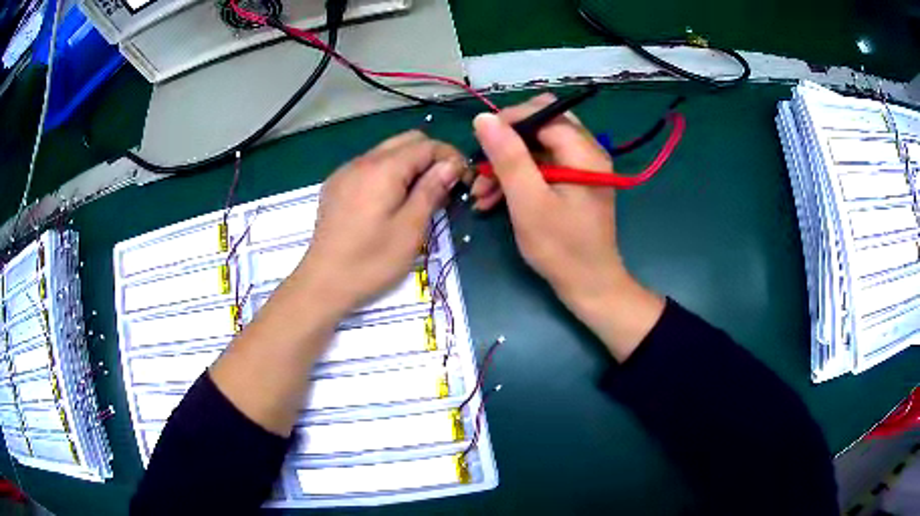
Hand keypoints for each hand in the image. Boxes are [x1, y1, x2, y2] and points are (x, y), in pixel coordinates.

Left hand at [296, 130, 464, 315]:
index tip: (463, 180)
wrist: (323, 283)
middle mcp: (362, 161)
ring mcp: (345, 171)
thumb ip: (431, 190)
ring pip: (387, 150)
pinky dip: (388, 172)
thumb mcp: (410, 229)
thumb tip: (451, 165)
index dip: (450, 157)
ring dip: (410, 164)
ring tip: (420, 195)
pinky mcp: (336, 185)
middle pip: (407, 140)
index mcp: (383, 169)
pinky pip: (369, 165)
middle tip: (443, 187)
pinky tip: (391, 200)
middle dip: (431, 156)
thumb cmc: (371, 261)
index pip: (426, 145)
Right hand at [472, 94, 663, 359]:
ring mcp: (581, 168)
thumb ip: (508, 157)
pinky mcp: (573, 184)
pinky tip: (493, 200)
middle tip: (482, 165)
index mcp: (583, 152)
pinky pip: (542, 167)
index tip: (480, 142)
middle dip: (507, 143)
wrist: (589, 286)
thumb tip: (484, 118)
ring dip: (507, 164)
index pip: (543, 113)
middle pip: (541, 126)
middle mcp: (587, 152)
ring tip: (480, 193)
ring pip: (538, 148)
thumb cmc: (561, 248)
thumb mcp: (528, 201)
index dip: (509, 121)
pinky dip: (518, 179)